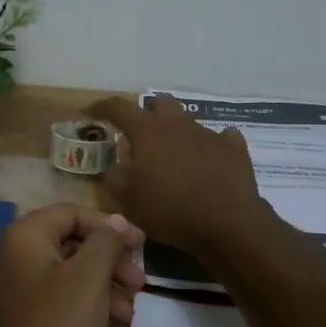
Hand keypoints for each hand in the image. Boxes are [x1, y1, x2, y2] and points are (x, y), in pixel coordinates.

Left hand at [0, 204, 146, 326]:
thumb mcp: (89, 278)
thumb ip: (106, 242)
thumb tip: (116, 221)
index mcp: (23, 237)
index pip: (71, 213)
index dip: (110, 225)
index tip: (142, 244)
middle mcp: (12, 256)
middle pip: (71, 242)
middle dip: (110, 258)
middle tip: (140, 279)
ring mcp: (15, 289)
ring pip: (68, 272)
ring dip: (104, 282)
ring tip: (133, 305)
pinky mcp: (22, 318)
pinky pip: (59, 297)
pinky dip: (88, 302)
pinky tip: (116, 321)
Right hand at [89, 94, 267, 255]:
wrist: (226, 223)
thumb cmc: (169, 210)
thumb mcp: (128, 201)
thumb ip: (115, 178)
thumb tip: (116, 166)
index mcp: (147, 132)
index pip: (119, 108)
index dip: (102, 107)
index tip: (91, 111)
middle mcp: (178, 124)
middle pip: (160, 103)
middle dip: (149, 114)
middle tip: (142, 137)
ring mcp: (209, 133)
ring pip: (189, 122)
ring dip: (178, 134)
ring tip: (175, 158)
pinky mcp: (234, 149)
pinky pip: (221, 138)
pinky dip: (212, 147)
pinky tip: (210, 161)